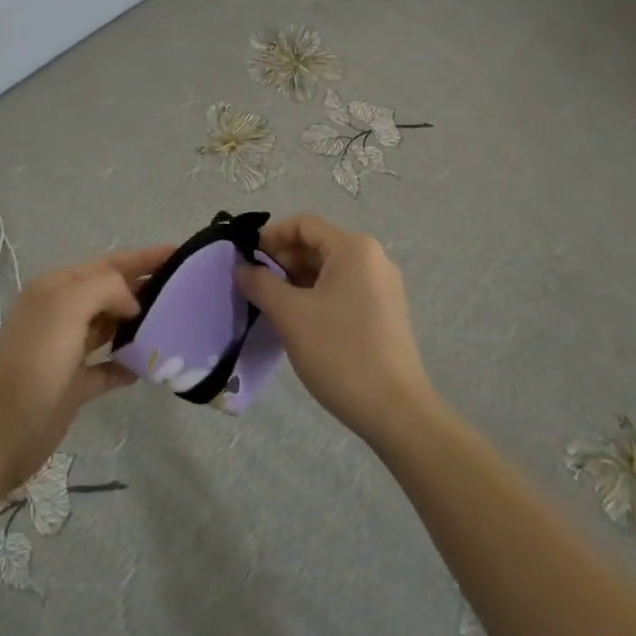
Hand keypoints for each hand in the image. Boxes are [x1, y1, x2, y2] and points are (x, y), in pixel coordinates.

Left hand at [0, 244, 170, 489]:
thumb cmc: (34, 362)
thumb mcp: (67, 307)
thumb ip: (105, 288)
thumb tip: (132, 303)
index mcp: (57, 288)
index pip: (108, 263)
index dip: (143, 257)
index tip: (180, 253)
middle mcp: (61, 313)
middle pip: (111, 292)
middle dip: (145, 286)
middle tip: (187, 289)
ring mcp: (67, 349)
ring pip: (111, 327)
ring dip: (140, 323)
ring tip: (177, 323)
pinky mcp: (73, 385)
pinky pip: (108, 366)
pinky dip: (128, 363)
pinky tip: (151, 366)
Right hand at [237, 214, 436, 445]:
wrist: (395, 411)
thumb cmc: (340, 352)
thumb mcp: (290, 314)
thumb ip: (259, 283)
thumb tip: (240, 267)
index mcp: (354, 248)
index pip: (303, 224)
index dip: (270, 236)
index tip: (246, 261)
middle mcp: (373, 259)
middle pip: (316, 245)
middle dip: (282, 260)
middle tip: (254, 286)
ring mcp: (382, 287)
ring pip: (328, 270)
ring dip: (296, 280)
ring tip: (272, 306)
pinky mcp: (385, 313)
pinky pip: (343, 290)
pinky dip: (316, 296)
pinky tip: (299, 322)